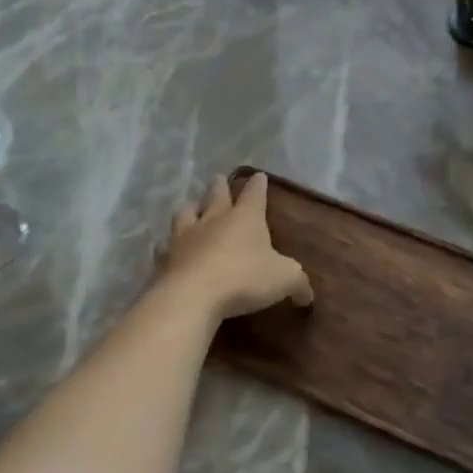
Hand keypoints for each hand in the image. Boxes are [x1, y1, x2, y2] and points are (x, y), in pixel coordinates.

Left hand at [160, 173, 312, 320]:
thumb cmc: (244, 278)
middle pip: (215, 195)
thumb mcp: (284, 279)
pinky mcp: (165, 259)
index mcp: (245, 218)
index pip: (254, 194)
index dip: (258, 185)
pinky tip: (167, 249)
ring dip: (190, 209)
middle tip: (219, 179)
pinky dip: (167, 246)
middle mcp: (214, 220)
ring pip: (185, 213)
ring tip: (191, 208)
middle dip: (219, 187)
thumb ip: (298, 283)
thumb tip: (307, 294)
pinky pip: (164, 247)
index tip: (259, 176)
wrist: (192, 296)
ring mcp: (185, 237)